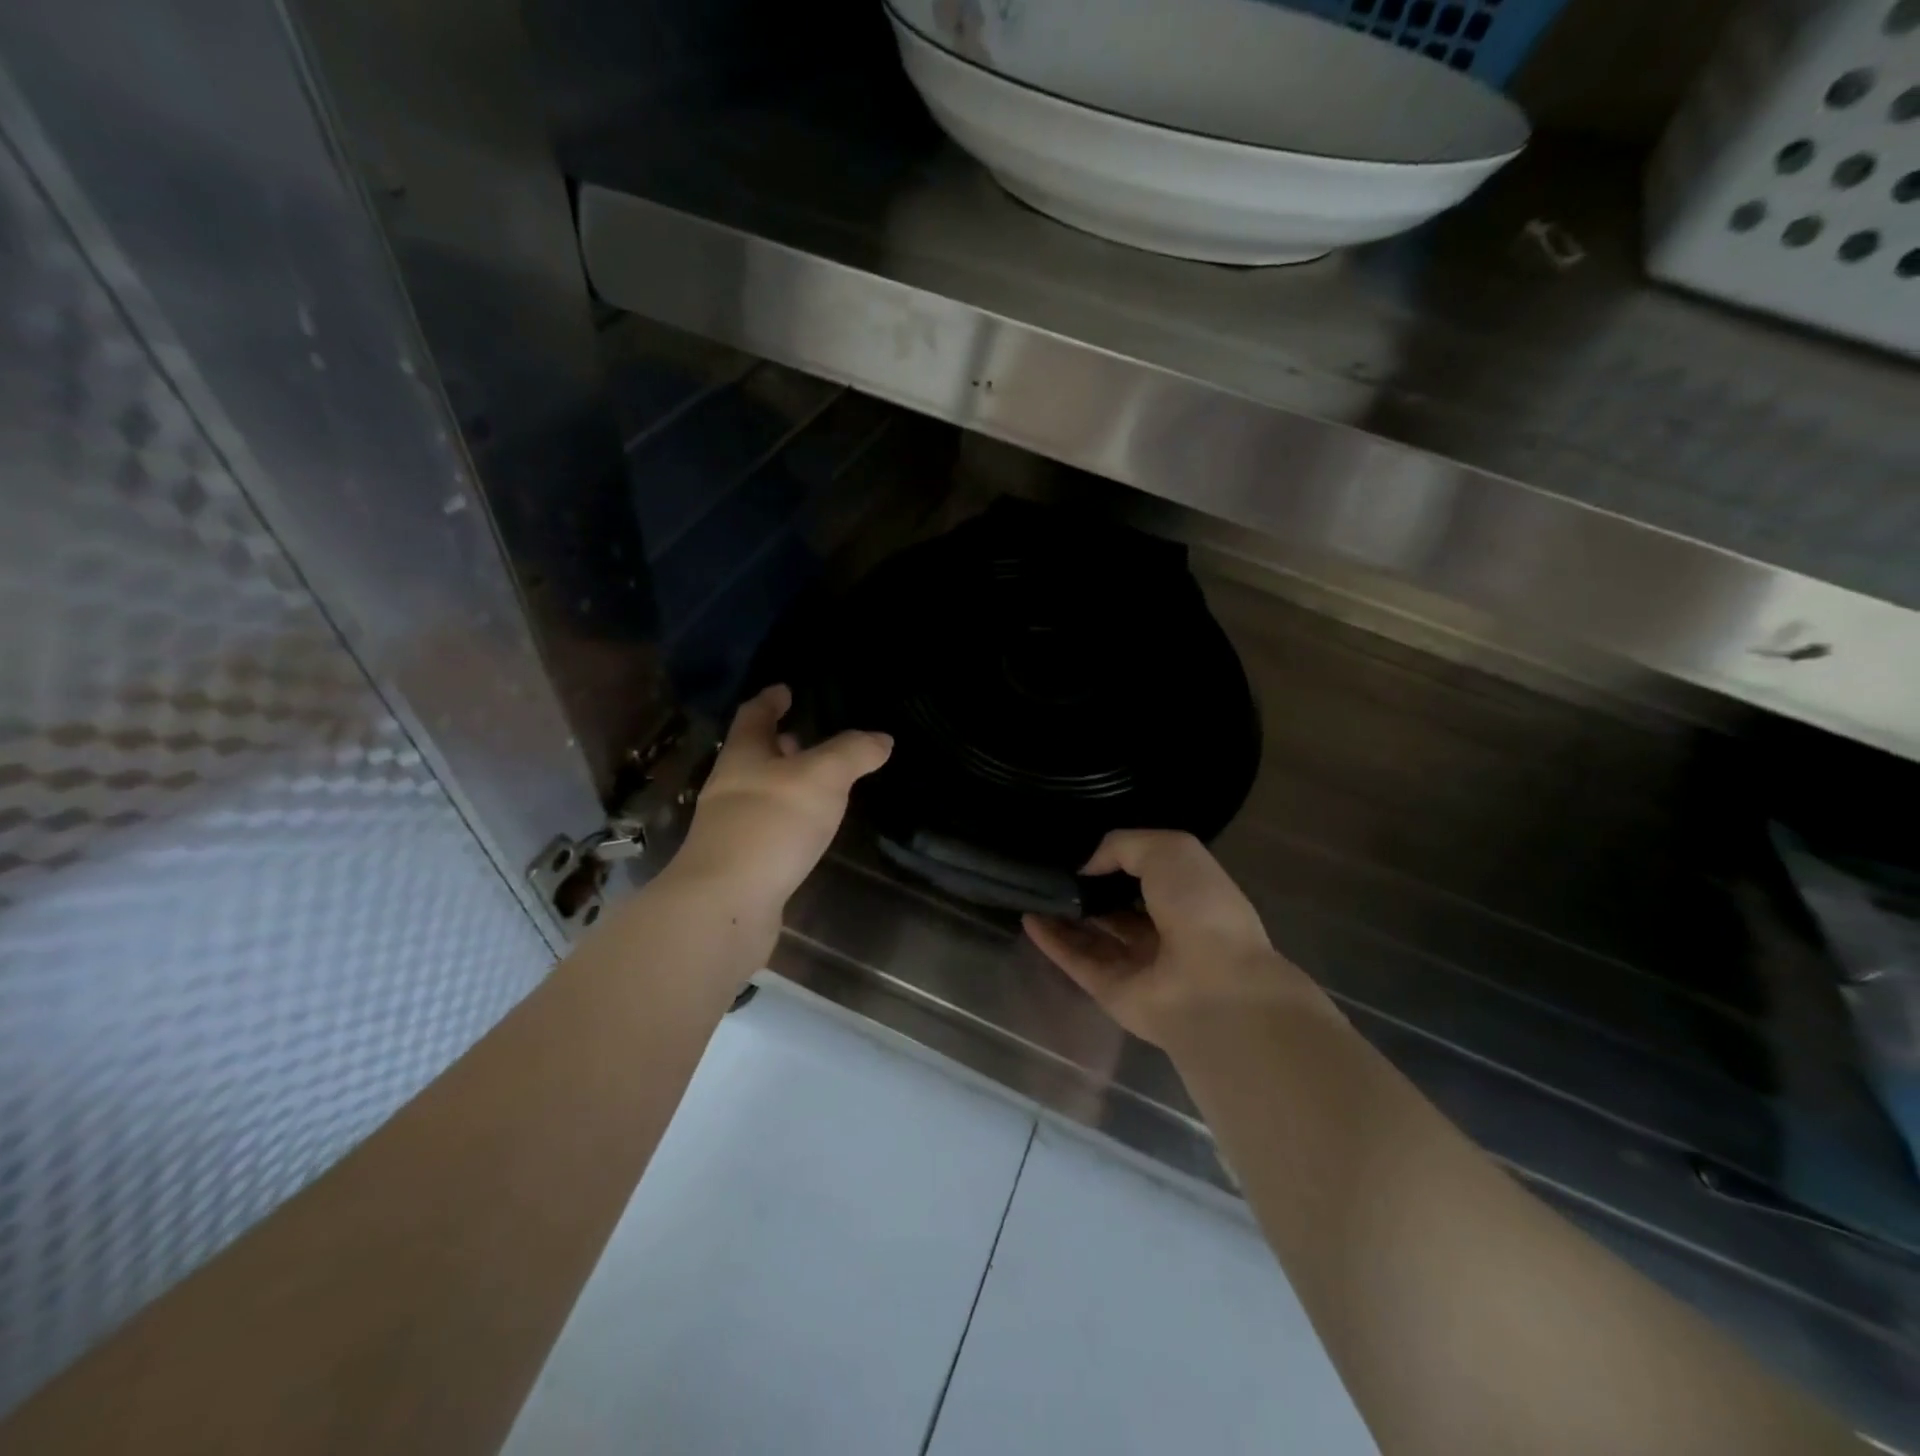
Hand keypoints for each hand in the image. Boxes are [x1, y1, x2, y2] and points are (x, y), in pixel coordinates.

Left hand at [672, 684, 891, 913]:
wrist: (726, 902)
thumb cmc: (772, 822)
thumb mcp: (823, 776)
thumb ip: (853, 753)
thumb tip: (882, 738)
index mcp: (744, 755)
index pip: (755, 715)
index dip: (771, 699)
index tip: (785, 689)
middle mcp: (731, 785)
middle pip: (754, 754)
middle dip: (780, 742)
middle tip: (807, 735)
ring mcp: (731, 825)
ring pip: (761, 791)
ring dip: (786, 781)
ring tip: (817, 782)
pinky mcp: (740, 861)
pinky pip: (768, 825)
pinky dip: (788, 816)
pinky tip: (808, 828)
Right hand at [1023, 830, 1332, 1051]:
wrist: (1212, 986)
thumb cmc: (1200, 907)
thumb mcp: (1169, 850)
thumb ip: (1123, 846)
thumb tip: (1087, 866)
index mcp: (1187, 896)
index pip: (1145, 875)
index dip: (1116, 861)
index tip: (1081, 847)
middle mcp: (1163, 931)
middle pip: (1116, 908)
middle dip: (1087, 890)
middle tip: (1050, 869)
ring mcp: (1136, 964)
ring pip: (1092, 935)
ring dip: (1063, 915)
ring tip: (1032, 890)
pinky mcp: (1110, 990)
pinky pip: (1075, 960)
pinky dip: (1051, 941)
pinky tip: (1028, 918)